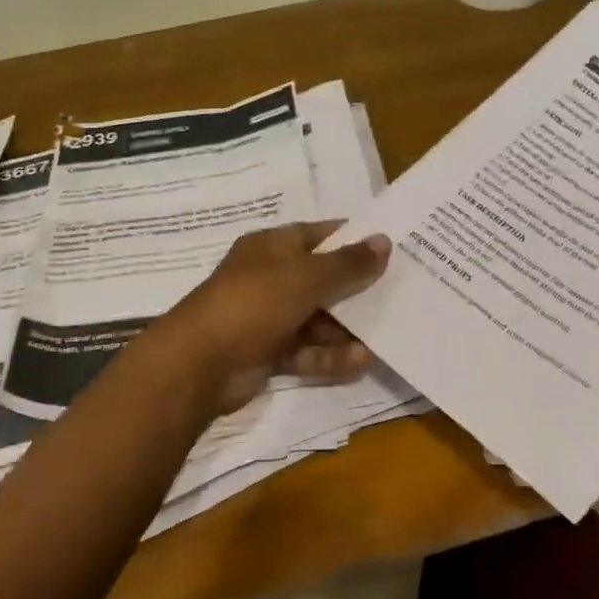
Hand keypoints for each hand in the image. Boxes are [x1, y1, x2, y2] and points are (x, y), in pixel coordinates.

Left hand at [157, 221, 392, 413]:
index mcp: (272, 247)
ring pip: (317, 319)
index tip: (391, 247)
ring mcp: (267, 316)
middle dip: (356, 290)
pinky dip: (329, 356)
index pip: (320, 235)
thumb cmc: (253, 304)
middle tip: (398, 295)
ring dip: (346, 329)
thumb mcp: (305, 277)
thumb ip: (347, 263)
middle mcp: (270, 278)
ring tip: (382, 337)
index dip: (353, 239)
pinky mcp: (267, 351)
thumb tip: (383, 240)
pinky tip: (359, 362)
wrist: (199, 364)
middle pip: (322, 279)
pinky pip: (306, 350)